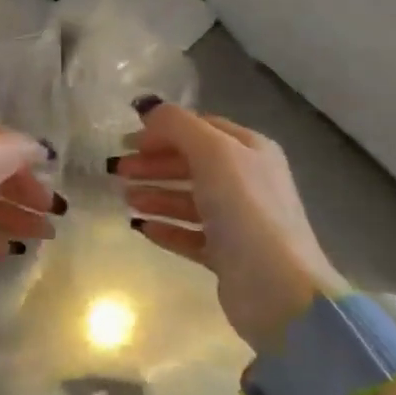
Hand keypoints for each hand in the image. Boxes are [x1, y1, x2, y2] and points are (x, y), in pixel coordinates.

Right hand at [112, 102, 346, 348]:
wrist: (277, 288)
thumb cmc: (245, 209)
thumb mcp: (212, 153)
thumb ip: (177, 125)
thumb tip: (146, 106)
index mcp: (250, 150)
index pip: (201, 128)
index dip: (164, 131)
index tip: (128, 140)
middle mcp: (248, 181)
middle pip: (192, 163)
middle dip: (154, 164)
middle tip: (118, 171)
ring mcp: (239, 220)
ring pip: (189, 199)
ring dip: (156, 195)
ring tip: (125, 199)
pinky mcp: (229, 255)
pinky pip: (191, 234)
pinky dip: (166, 228)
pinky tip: (141, 228)